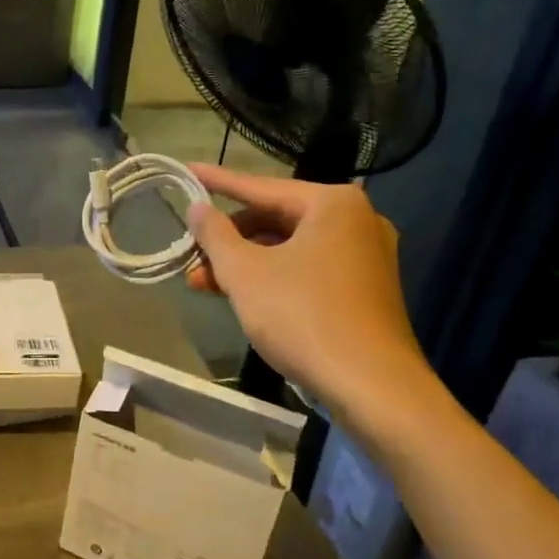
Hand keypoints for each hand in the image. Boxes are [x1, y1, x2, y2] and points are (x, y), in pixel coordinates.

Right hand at [184, 165, 431, 422]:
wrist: (372, 387)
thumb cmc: (303, 317)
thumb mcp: (245, 273)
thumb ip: (215, 234)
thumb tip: (198, 208)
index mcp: (333, 204)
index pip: (260, 186)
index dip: (217, 182)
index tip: (186, 171)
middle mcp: (356, 220)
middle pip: (275, 218)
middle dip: (228, 239)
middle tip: (190, 253)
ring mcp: (364, 256)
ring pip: (289, 248)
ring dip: (244, 263)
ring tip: (201, 283)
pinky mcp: (364, 289)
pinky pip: (307, 269)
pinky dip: (272, 278)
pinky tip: (239, 296)